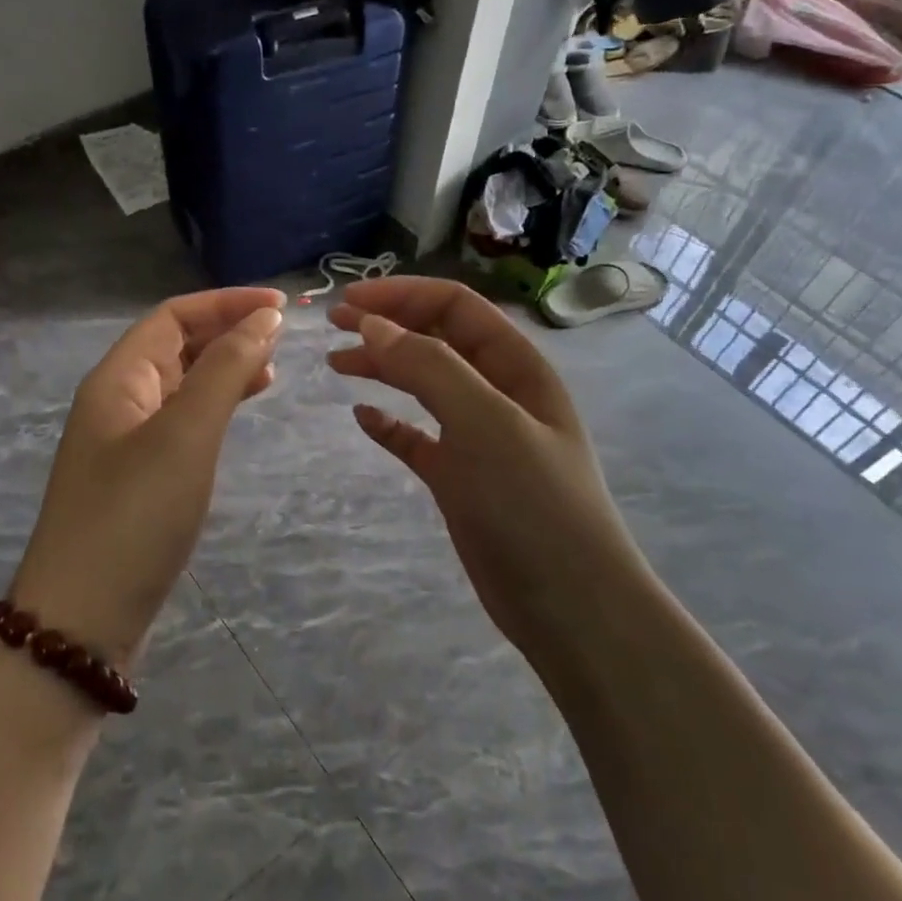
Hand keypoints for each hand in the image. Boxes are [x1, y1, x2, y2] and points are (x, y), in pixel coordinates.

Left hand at [11, 288, 285, 662]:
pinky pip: (181, 421)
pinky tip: (239, 413)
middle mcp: (117, 400)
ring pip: (180, 383)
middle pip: (175, 345)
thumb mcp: (186, 435)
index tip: (282, 307)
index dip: (226, 303)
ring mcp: (125, 441)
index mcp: (117, 378)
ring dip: (223, 368)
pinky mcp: (139, 477)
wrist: (83, 619)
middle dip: (227, 331)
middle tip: (283, 338)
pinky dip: (214, 407)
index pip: (173, 316)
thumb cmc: (135, 517)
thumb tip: (265, 318)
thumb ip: (226, 371)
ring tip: (272, 371)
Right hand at [327, 277, 649, 663]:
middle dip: (388, 325)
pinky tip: (363, 419)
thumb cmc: (531, 503)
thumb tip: (374, 325)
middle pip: (437, 340)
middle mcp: (499, 393)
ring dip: (383, 368)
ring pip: (424, 385)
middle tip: (333, 327)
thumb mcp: (484, 423)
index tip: (347, 303)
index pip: (456, 307)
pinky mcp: (461, 479)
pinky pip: (418, 438)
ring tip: (337, 364)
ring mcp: (479, 438)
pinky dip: (390, 424)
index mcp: (516, 367)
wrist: (568, 604)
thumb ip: (429, 367)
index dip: (402, 296)